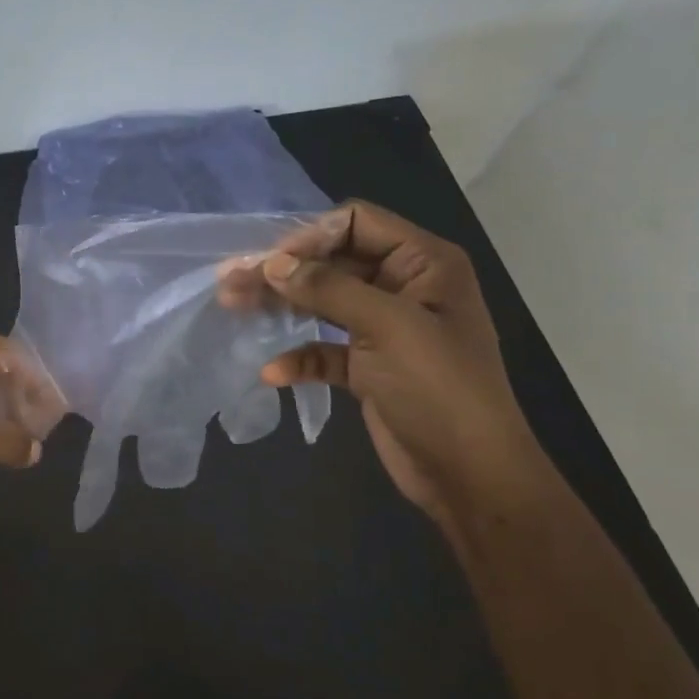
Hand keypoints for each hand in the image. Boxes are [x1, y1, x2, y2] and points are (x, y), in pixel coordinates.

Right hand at [219, 202, 540, 522]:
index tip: (269, 263)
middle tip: (229, 282)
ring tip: (232, 308)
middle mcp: (403, 287)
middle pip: (331, 263)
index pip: (357, 224)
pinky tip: (273, 373)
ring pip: (321, 304)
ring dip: (280, 307)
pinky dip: (298, 357)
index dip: (310, 236)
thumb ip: (328, 288)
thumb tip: (273, 262)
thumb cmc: (439, 388)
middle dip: (282, 272)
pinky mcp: (367, 367)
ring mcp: (384, 329)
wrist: (469, 474)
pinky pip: (323, 350)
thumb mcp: (388, 327)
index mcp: (423, 263)